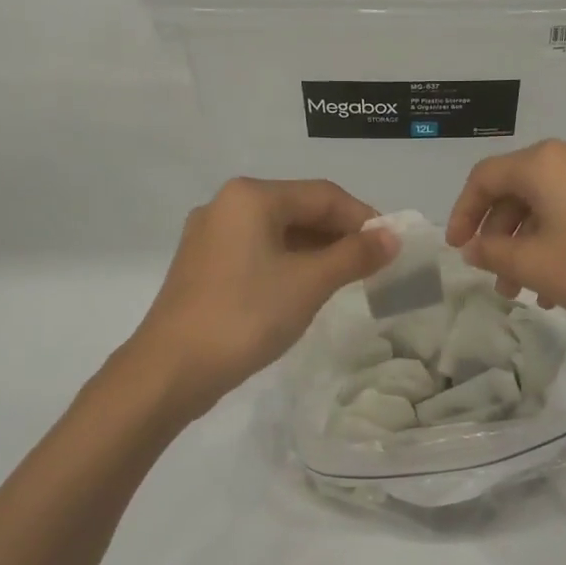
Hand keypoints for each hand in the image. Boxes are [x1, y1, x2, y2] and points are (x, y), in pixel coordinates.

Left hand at [127, 178, 396, 420]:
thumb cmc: (246, 316)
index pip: (323, 195)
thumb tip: (393, 236)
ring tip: (346, 279)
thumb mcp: (309, 283)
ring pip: (278, 232)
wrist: (172, 369)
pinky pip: (258, 251)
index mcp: (251, 196)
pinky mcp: (203, 265)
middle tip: (373, 265)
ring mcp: (210, 235)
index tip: (391, 246)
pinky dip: (289, 263)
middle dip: (339, 234)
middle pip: (299, 208)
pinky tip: (305, 288)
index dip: (363, 217)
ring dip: (316, 250)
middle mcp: (226, 205)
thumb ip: (355, 256)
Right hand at [445, 140, 565, 340]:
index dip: (463, 213)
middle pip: (517, 189)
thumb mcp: (534, 265)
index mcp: (545, 162)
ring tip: (523, 291)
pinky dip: (555, 240)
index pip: (485, 177)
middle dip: (498, 236)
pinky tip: (555, 284)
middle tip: (494, 278)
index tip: (457, 249)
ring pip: (546, 204)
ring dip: (526, 244)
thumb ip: (492, 252)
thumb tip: (474, 247)